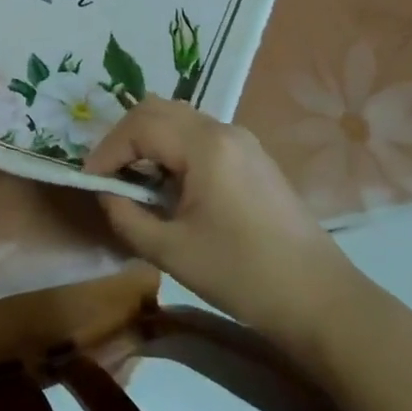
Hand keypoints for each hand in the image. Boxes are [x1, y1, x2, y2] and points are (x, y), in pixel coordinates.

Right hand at [84, 99, 360, 360]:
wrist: (321, 301)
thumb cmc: (242, 275)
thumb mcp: (172, 251)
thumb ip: (127, 217)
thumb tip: (106, 195)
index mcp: (204, 145)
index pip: (139, 126)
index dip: (107, 151)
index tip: (90, 182)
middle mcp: (223, 129)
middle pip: (158, 109)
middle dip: (125, 137)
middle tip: (108, 174)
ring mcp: (242, 140)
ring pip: (179, 118)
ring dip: (149, 139)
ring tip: (134, 179)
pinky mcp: (253, 157)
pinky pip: (200, 134)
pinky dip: (174, 147)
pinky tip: (170, 184)